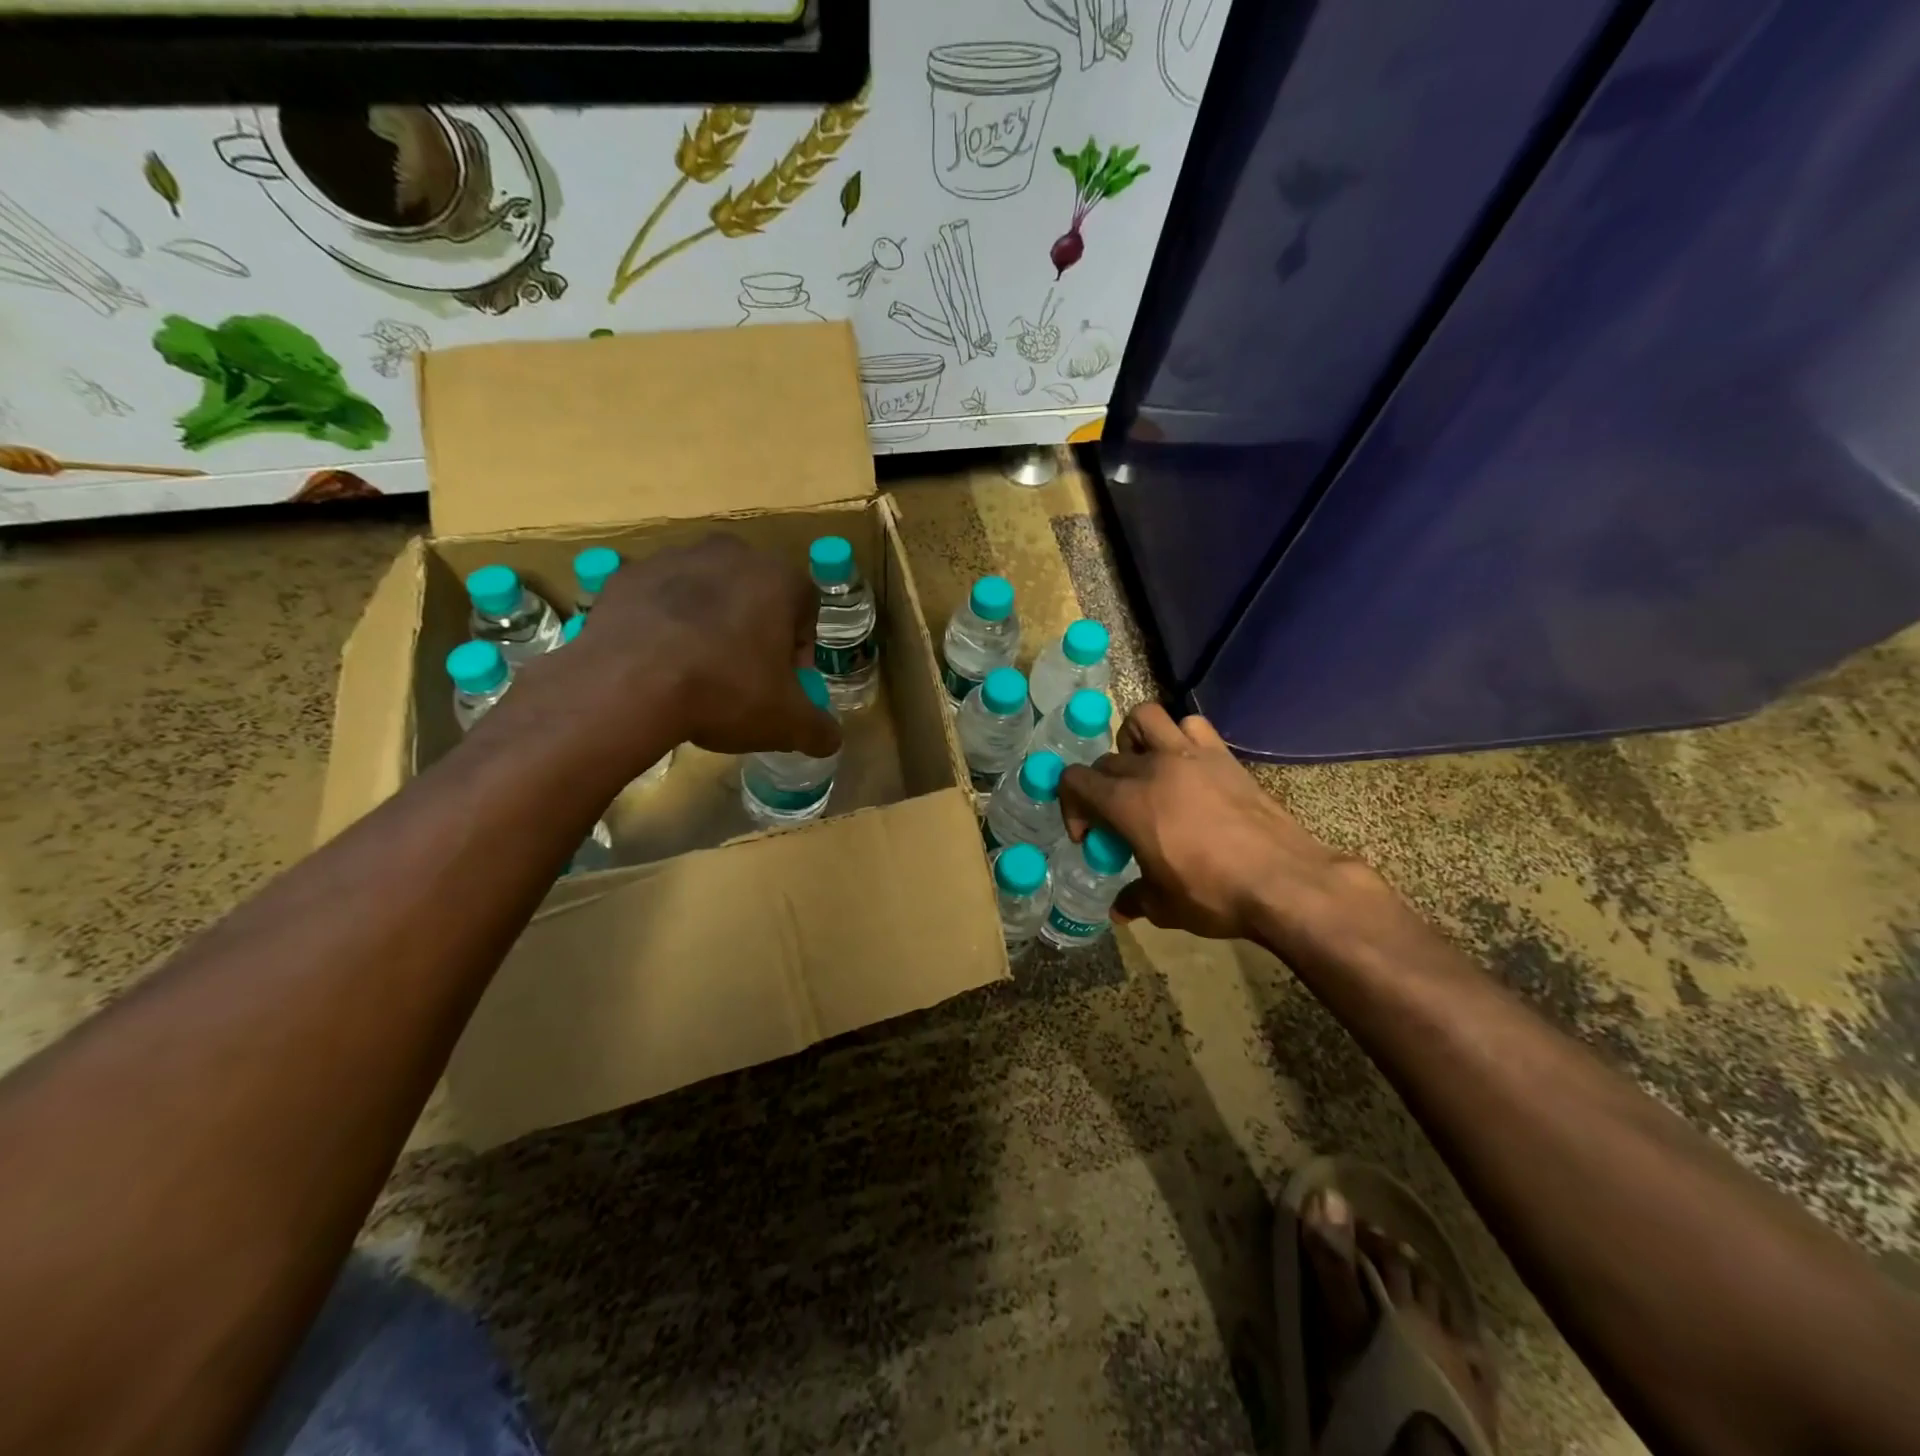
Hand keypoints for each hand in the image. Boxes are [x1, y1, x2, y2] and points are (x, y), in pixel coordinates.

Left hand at [519, 534, 840, 776]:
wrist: (628, 684)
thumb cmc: (726, 691)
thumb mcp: (786, 722)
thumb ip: (818, 728)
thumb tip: (831, 739)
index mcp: (778, 578)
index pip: (806, 608)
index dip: (799, 649)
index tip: (784, 682)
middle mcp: (730, 554)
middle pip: (755, 594)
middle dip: (754, 630)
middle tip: (743, 676)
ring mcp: (673, 558)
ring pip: (705, 592)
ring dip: (708, 623)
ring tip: (695, 671)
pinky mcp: (626, 576)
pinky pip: (657, 600)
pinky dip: (662, 625)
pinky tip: (656, 664)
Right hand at [1058, 704, 1381, 952]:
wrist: (1284, 881)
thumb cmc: (1214, 895)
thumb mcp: (1164, 906)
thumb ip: (1134, 899)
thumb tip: (1119, 909)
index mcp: (1126, 803)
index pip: (1074, 780)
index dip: (1071, 807)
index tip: (1090, 837)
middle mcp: (1151, 769)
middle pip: (1106, 760)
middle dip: (1101, 788)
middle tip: (1119, 820)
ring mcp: (1189, 756)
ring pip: (1144, 719)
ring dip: (1134, 740)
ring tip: (1144, 770)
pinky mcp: (1223, 756)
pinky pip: (1192, 726)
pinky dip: (1182, 737)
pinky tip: (1188, 765)